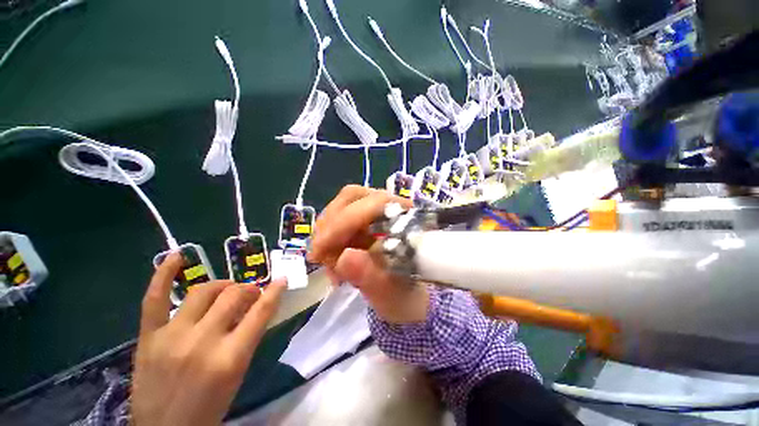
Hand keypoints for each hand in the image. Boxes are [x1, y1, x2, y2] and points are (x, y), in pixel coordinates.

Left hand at [132, 253, 285, 425]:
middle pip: (234, 295)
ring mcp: (171, 336)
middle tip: (250, 293)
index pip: (262, 311)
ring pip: (203, 291)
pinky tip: (177, 256)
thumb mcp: (238, 375)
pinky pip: (155, 298)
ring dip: (222, 285)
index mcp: (230, 357)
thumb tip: (257, 306)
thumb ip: (248, 338)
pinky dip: (164, 274)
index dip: (275, 291)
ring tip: (226, 290)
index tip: (282, 280)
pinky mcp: (148, 337)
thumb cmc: (210, 407)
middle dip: (248, 289)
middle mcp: (202, 342)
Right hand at [308, 185, 427, 323]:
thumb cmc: (403, 295)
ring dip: (327, 234)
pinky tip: (330, 260)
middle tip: (319, 257)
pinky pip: (336, 217)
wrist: (405, 296)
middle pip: (352, 198)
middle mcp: (391, 207)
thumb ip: (371, 277)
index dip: (344, 222)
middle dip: (330, 227)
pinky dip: (327, 238)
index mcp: (408, 221)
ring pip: (340, 206)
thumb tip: (345, 258)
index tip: (320, 251)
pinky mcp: (361, 218)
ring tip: (330, 265)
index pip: (375, 203)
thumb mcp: (390, 294)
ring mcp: (375, 210)